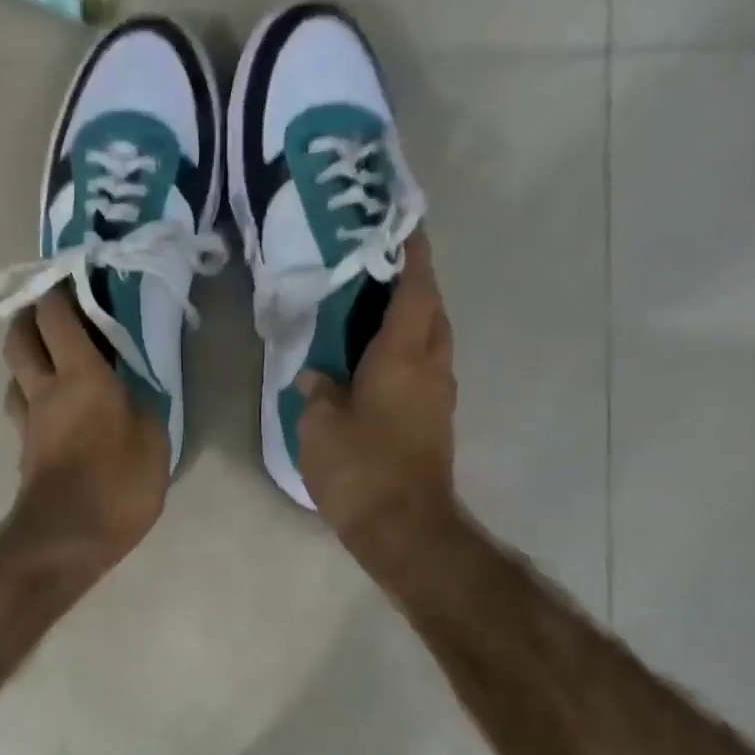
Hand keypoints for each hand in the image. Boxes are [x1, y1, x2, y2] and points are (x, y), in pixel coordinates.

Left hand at [2, 289, 168, 572]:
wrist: (68, 538)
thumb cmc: (118, 484)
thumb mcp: (153, 439)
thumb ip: (141, 404)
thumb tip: (127, 391)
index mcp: (80, 376)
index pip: (57, 316)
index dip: (60, 291)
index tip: (74, 278)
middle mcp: (45, 389)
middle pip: (18, 337)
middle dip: (29, 316)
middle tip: (50, 313)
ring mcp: (28, 421)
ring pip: (13, 374)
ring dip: (25, 357)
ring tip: (49, 360)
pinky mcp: (24, 449)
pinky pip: (21, 407)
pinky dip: (31, 394)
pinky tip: (50, 406)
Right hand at [296, 234, 459, 556]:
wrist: (405, 528)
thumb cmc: (361, 469)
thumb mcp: (320, 427)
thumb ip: (318, 391)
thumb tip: (315, 374)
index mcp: (403, 356)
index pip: (416, 289)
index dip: (412, 254)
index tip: (405, 226)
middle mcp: (430, 367)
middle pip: (432, 310)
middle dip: (414, 284)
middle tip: (378, 271)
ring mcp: (438, 396)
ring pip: (432, 341)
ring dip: (413, 320)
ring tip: (373, 314)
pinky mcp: (436, 421)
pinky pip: (425, 369)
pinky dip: (408, 353)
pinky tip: (376, 363)